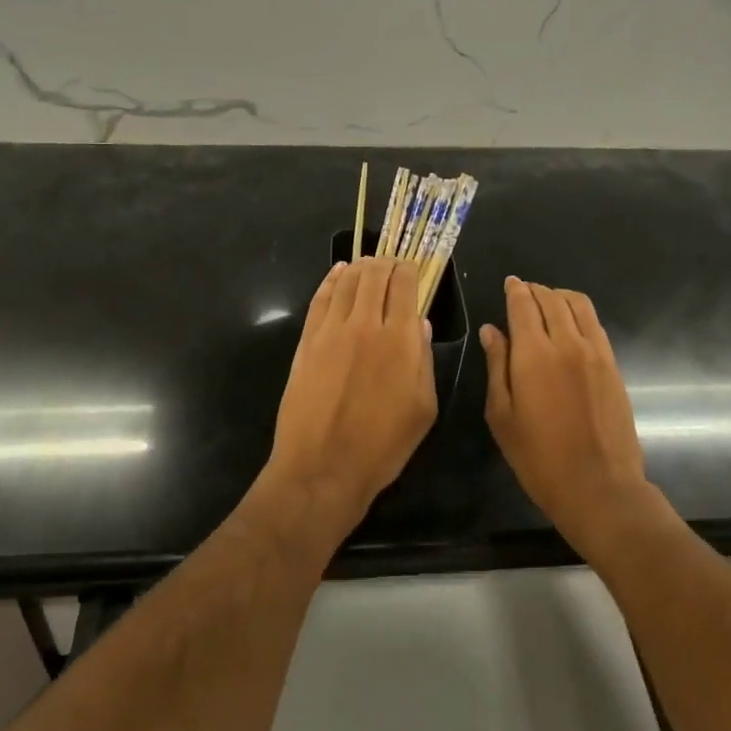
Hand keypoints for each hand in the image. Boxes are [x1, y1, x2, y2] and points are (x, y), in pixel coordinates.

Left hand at [263, 258, 437, 533]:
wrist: (322, 467)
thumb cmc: (382, 446)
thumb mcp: (422, 409)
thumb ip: (423, 361)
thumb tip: (419, 324)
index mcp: (399, 340)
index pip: (405, 285)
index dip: (410, 270)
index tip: (413, 270)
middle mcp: (365, 324)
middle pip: (375, 275)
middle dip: (386, 263)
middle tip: (391, 265)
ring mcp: (331, 330)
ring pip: (347, 281)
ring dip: (360, 267)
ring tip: (368, 264)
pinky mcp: (307, 340)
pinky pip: (320, 298)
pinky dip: (331, 279)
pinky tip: (338, 273)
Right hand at [482, 277, 664, 553]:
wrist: (599, 486)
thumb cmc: (539, 457)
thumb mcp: (502, 416)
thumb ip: (497, 366)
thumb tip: (491, 330)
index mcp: (534, 354)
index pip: (523, 305)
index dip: (515, 289)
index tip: (509, 283)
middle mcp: (566, 343)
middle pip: (551, 299)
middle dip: (535, 290)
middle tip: (523, 291)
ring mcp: (595, 352)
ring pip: (577, 305)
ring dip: (559, 295)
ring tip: (547, 301)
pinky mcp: (613, 365)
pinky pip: (595, 324)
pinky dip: (579, 312)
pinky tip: (570, 324)